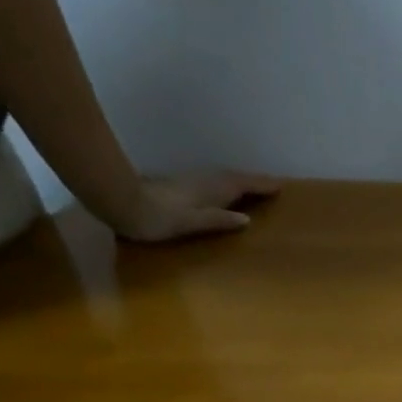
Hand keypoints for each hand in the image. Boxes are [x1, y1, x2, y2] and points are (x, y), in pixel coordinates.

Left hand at [104, 172, 281, 242]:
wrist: (120, 202)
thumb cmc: (157, 218)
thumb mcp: (192, 223)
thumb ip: (219, 220)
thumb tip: (247, 219)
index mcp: (211, 190)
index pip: (242, 185)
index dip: (261, 185)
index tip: (281, 186)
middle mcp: (204, 182)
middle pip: (234, 178)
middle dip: (254, 182)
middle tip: (272, 186)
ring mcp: (191, 182)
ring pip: (223, 178)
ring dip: (240, 182)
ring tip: (254, 189)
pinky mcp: (181, 186)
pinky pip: (213, 182)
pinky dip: (226, 185)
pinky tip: (224, 193)